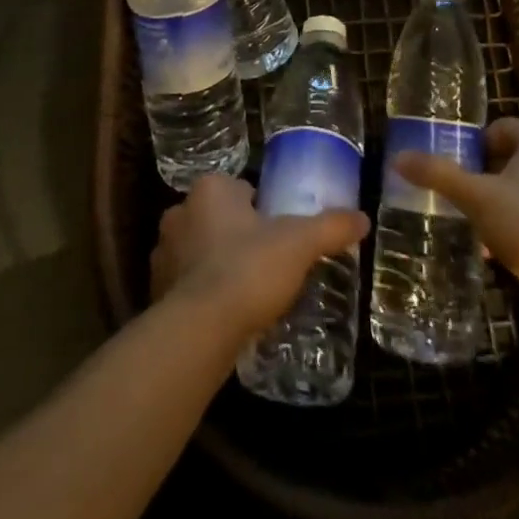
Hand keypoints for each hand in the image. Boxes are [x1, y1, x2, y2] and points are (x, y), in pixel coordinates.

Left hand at [151, 175, 368, 340]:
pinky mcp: (155, 291)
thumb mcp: (300, 243)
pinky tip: (225, 313)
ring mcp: (163, 252)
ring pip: (198, 250)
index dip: (260, 208)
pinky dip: (202, 293)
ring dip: (216, 263)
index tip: (278, 232)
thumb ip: (330, 227)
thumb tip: (363, 219)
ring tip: (247, 290)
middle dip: (236, 234)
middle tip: (266, 261)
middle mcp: (180, 212)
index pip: (239, 189)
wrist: (201, 329)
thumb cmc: (249, 269)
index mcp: (211, 189)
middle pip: (217, 217)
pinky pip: (185, 284)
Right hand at [393, 118, 518, 330]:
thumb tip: (398, 158)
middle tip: (458, 190)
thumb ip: (438, 175)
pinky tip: (492, 248)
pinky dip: (513, 225)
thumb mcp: (475, 196)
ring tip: (470, 220)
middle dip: (483, 174)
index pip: (502, 126)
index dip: (476, 141)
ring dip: (496, 201)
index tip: (456, 161)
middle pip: (511, 158)